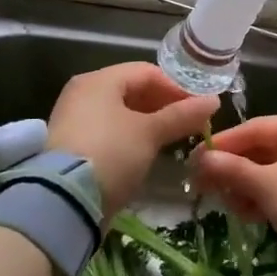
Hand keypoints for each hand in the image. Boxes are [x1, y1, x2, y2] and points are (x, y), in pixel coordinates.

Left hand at [46, 63, 218, 219]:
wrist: (63, 202)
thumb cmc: (111, 153)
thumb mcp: (150, 133)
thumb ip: (182, 115)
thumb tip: (214, 101)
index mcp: (99, 80)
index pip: (147, 72)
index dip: (177, 88)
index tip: (199, 108)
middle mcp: (83, 93)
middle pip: (133, 91)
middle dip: (165, 106)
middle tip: (190, 124)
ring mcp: (75, 120)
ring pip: (122, 113)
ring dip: (150, 123)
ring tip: (173, 140)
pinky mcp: (73, 146)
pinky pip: (110, 132)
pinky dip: (131, 137)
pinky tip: (148, 153)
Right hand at [193, 114, 276, 272]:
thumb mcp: (265, 186)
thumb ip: (232, 170)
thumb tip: (201, 159)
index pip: (252, 128)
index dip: (221, 146)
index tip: (194, 162)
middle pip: (263, 149)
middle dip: (235, 171)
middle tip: (207, 190)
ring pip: (274, 170)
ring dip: (249, 188)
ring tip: (231, 208)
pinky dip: (269, 197)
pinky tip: (252, 215)